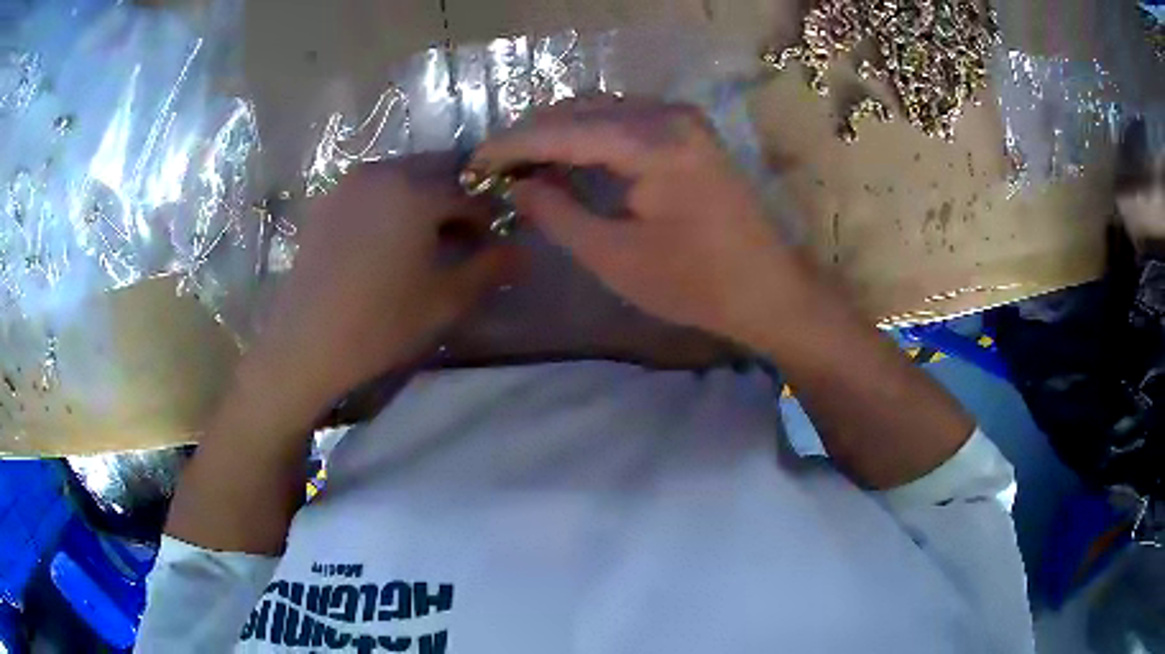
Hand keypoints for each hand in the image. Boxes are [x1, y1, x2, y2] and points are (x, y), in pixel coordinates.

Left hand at [244, 154, 516, 419]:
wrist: (305, 342)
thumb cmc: (380, 323)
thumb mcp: (445, 300)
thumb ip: (490, 269)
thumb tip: (524, 252)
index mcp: (417, 191)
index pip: (471, 193)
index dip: (489, 218)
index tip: (493, 244)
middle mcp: (384, 171)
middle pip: (437, 171)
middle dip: (457, 199)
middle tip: (460, 239)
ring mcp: (350, 182)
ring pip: (403, 175)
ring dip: (424, 197)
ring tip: (422, 240)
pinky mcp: (327, 199)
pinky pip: (373, 187)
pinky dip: (391, 202)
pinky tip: (386, 240)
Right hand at [471, 99, 804, 344]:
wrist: (768, 288)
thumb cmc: (696, 284)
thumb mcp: (614, 257)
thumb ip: (557, 214)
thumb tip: (516, 185)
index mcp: (654, 143)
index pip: (563, 130)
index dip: (512, 145)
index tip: (474, 162)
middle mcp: (668, 115)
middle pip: (580, 111)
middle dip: (532, 137)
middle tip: (494, 170)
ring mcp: (682, 118)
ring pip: (599, 111)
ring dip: (558, 134)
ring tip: (522, 167)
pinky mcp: (688, 131)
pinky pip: (623, 121)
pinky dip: (588, 137)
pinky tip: (566, 160)